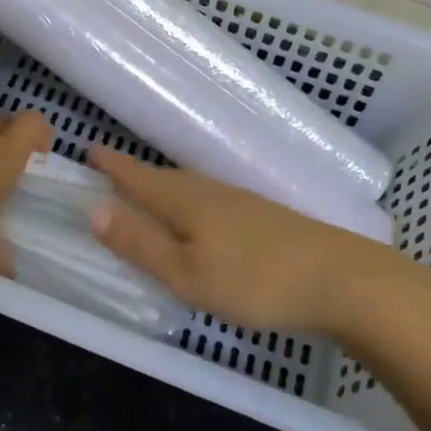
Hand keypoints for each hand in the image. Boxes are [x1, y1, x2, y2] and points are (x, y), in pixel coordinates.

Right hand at [86, 148, 412, 332]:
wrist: (341, 280)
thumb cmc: (254, 281)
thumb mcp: (186, 273)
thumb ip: (140, 244)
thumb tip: (93, 210)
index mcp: (186, 202)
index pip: (139, 178)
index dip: (114, 167)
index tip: (89, 150)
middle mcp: (211, 192)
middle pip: (164, 178)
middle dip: (136, 175)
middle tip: (112, 173)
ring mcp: (241, 202)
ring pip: (190, 188)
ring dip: (164, 187)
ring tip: (149, 193)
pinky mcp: (264, 218)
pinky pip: (211, 200)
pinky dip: (190, 202)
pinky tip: (200, 218)